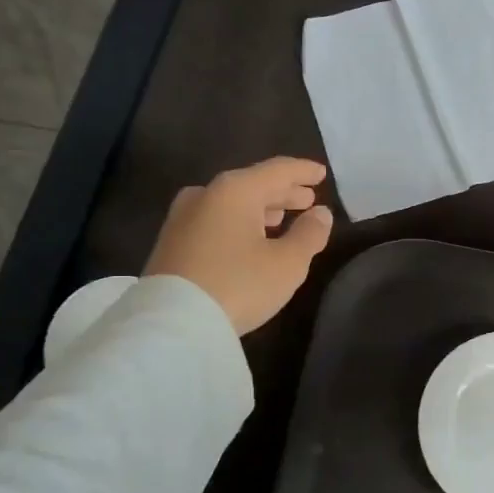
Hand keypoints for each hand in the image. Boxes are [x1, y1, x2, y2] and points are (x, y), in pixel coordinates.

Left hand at [144, 157, 333, 333]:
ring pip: (231, 203)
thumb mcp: (287, 263)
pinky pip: (215, 220)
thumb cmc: (238, 285)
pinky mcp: (171, 242)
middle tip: (306, 199)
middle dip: (282, 192)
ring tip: (280, 218)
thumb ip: (309, 234)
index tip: (321, 173)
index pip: (278, 170)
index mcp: (236, 190)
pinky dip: (238, 222)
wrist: (172, 322)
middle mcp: (206, 194)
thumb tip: (320, 214)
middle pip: (252, 184)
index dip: (303, 171)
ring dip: (259, 209)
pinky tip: (249, 238)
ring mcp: (183, 217)